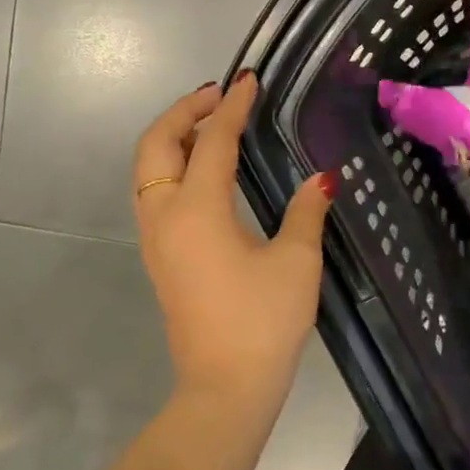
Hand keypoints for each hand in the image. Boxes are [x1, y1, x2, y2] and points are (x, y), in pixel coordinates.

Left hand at [133, 74, 333, 416]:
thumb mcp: (296, 262)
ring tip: (210, 124)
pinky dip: (172, 165)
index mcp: (198, 210)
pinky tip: (205, 170)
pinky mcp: (160, 257)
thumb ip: (305, 211)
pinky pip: (154, 193)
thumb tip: (321, 178)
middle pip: (157, 145)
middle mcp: (165, 216)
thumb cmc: (263, 322)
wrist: (225, 388)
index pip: (213, 141)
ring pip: (148, 169)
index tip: (249, 81)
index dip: (232, 107)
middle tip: (219, 96)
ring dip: (173, 137)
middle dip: (184, 111)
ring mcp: (156, 238)